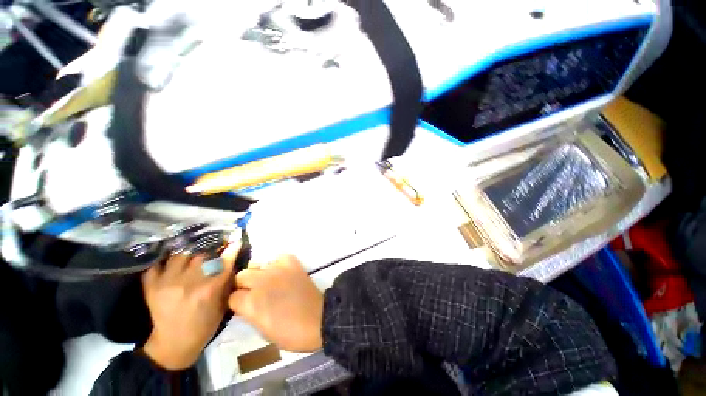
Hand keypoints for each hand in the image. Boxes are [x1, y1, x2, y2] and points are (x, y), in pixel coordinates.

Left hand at [142, 243, 239, 369]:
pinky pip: (156, 265)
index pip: (223, 262)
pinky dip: (164, 262)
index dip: (230, 251)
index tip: (235, 242)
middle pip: (201, 256)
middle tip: (211, 255)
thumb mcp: (223, 305)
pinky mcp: (151, 287)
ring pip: (180, 256)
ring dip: (189, 256)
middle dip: (209, 253)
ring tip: (191, 258)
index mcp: (209, 290)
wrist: (173, 344)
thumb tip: (231, 262)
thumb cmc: (204, 326)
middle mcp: (188, 283)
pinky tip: (171, 263)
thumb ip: (227, 282)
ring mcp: (167, 283)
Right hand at [228, 255, 323, 351]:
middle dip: (245, 285)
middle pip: (241, 275)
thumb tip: (245, 302)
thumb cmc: (290, 332)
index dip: (238, 303)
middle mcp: (261, 282)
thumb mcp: (262, 330)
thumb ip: (249, 312)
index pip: (232, 297)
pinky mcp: (292, 263)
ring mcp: (278, 269)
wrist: (318, 319)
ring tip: (270, 282)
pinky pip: (278, 257)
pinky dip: (278, 264)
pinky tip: (282, 273)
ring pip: (257, 264)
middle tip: (256, 292)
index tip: (244, 305)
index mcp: (251, 303)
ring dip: (260, 273)